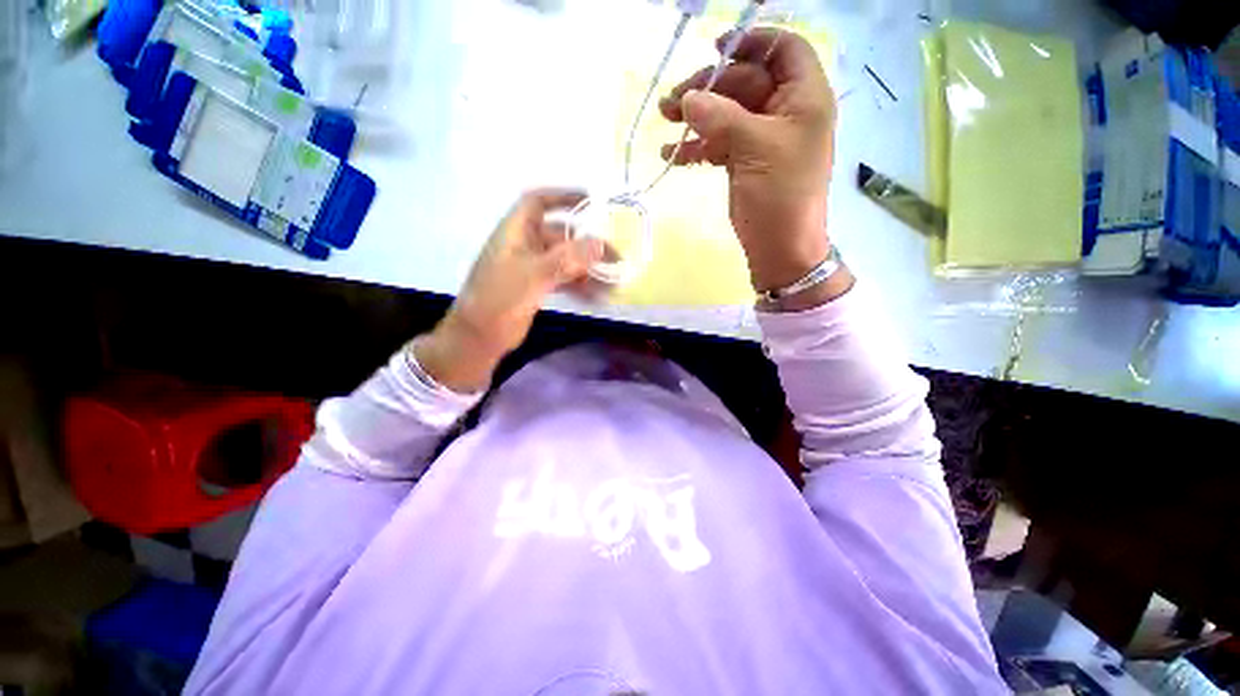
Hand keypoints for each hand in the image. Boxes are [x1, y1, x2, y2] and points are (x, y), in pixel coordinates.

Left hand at [414, 190, 602, 392]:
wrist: (480, 336)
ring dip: (588, 270)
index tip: (591, 200)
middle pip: (561, 236)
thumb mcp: (534, 274)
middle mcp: (525, 245)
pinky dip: (580, 286)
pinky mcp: (536, 288)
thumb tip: (600, 244)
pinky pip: (563, 280)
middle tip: (615, 257)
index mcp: (516, 232)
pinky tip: (597, 297)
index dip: (563, 197)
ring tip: (612, 283)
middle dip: (588, 245)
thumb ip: (567, 258)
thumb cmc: (500, 298)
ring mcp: (531, 268)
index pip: (538, 202)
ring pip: (565, 261)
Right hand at [659, 28, 848, 299]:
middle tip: (672, 101)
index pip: (783, 49)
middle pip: (745, 82)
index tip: (715, 48)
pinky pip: (719, 143)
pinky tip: (673, 154)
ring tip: (664, 120)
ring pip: (728, 113)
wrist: (780, 248)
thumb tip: (687, 100)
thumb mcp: (755, 148)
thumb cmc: (780, 196)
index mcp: (804, 98)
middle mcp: (785, 112)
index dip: (751, 42)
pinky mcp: (745, 163)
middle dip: (708, 88)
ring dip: (696, 116)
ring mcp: (762, 139)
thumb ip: (721, 118)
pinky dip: (698, 146)